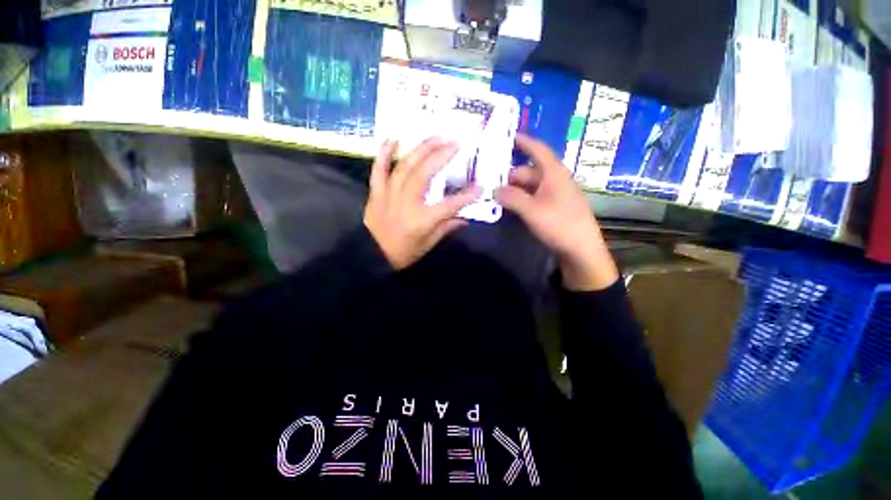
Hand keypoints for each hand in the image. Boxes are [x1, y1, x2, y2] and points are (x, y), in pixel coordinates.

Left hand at [364, 138, 481, 269]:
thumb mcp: (427, 244)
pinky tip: (394, 139)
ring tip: (436, 137)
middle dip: (441, 156)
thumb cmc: (402, 253)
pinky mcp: (376, 192)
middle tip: (455, 142)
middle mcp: (406, 203)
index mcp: (421, 220)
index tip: (480, 187)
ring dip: (421, 149)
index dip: (466, 196)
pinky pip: (378, 169)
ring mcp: (389, 194)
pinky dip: (384, 153)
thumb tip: (464, 218)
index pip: (449, 205)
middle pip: (424, 174)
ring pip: (405, 166)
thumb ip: (446, 228)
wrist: (370, 255)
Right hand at [495, 134, 618, 290]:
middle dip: (508, 175)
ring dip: (512, 190)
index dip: (523, 142)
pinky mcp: (552, 208)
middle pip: (528, 171)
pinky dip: (519, 199)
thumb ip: (511, 197)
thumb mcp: (532, 210)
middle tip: (488, 181)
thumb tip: (494, 189)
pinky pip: (532, 197)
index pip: (537, 149)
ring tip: (493, 195)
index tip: (507, 137)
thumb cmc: (559, 224)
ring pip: (529, 186)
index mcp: (554, 173)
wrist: (581, 250)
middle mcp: (554, 180)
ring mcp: (554, 194)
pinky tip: (508, 206)